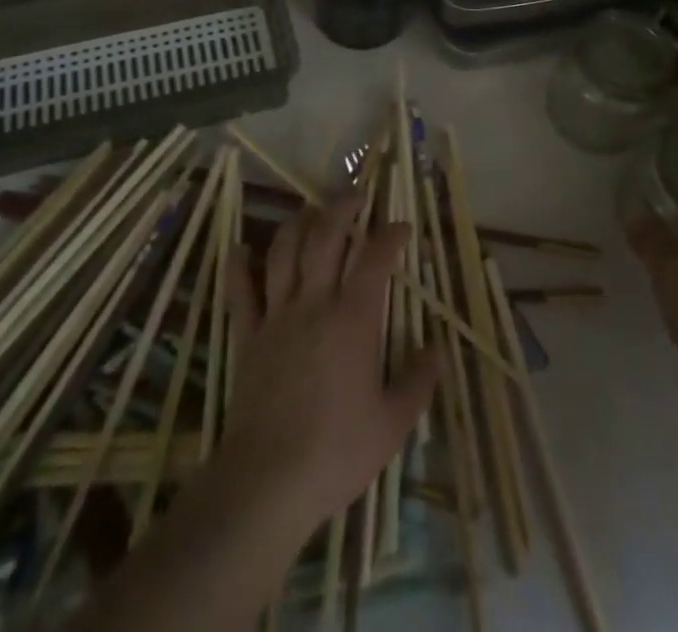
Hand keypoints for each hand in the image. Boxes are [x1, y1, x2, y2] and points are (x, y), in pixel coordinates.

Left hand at [216, 193, 438, 540]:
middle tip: (355, 196)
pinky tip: (240, 248)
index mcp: (354, 319)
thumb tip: (437, 350)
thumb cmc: (336, 451)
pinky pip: (241, 291)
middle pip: (325, 237)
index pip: (375, 259)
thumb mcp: (392, 423)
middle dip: (341, 208)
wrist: (267, 481)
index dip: (390, 235)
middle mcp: (315, 303)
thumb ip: (418, 381)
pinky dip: (239, 266)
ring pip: (284, 252)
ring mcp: (277, 316)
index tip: (402, 226)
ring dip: (297, 224)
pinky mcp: (247, 336)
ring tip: (309, 212)